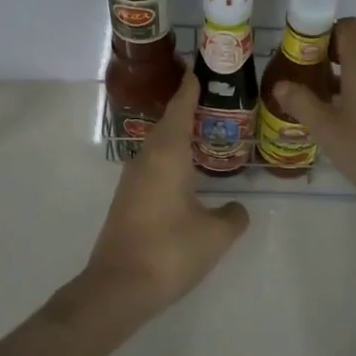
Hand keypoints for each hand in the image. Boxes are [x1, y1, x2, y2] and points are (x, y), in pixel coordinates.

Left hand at [65, 72, 249, 335]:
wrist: (119, 287)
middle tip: (211, 98)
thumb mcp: (215, 234)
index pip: (180, 109)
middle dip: (186, 108)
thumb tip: (236, 208)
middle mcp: (146, 159)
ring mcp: (132, 180)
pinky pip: (153, 165)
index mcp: (167, 155)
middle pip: (167, 123)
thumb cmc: (171, 251)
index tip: (198, 68)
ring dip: (177, 134)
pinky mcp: (127, 200)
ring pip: (158, 146)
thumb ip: (232, 216)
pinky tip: (185, 171)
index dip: (190, 88)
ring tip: (203, 130)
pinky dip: (170, 157)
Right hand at [276, 18, 355, 217]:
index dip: (325, 32)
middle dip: (328, 62)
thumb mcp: (326, 129)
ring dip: (344, 83)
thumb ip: (302, 103)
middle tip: (305, 82)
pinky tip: (348, 125)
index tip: (305, 52)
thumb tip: (281, 85)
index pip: (348, 27)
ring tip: (321, 108)